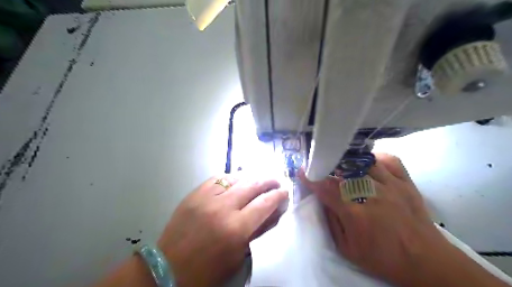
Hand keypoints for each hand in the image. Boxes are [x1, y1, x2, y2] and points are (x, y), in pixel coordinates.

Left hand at [158, 174, 287, 285]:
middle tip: (276, 181)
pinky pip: (217, 178)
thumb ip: (258, 230)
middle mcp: (223, 207)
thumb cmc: (208, 270)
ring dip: (251, 176)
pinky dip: (230, 177)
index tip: (285, 191)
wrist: (168, 268)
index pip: (265, 203)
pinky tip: (236, 180)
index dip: (278, 195)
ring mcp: (206, 198)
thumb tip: (273, 212)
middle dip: (268, 180)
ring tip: (258, 179)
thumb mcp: (239, 255)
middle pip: (252, 184)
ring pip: (236, 177)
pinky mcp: (194, 194)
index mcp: (236, 228)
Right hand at [298, 154, 453, 286]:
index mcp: (354, 212)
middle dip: (327, 166)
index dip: (311, 177)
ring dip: (348, 161)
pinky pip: (387, 160)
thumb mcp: (347, 248)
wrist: (425, 260)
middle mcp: (370, 193)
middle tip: (320, 165)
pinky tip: (367, 164)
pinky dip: (374, 158)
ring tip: (341, 163)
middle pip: (342, 171)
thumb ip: (331, 221)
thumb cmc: (382, 257)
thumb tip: (322, 199)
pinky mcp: (405, 182)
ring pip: (363, 162)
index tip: (302, 170)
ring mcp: (390, 184)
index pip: (326, 188)